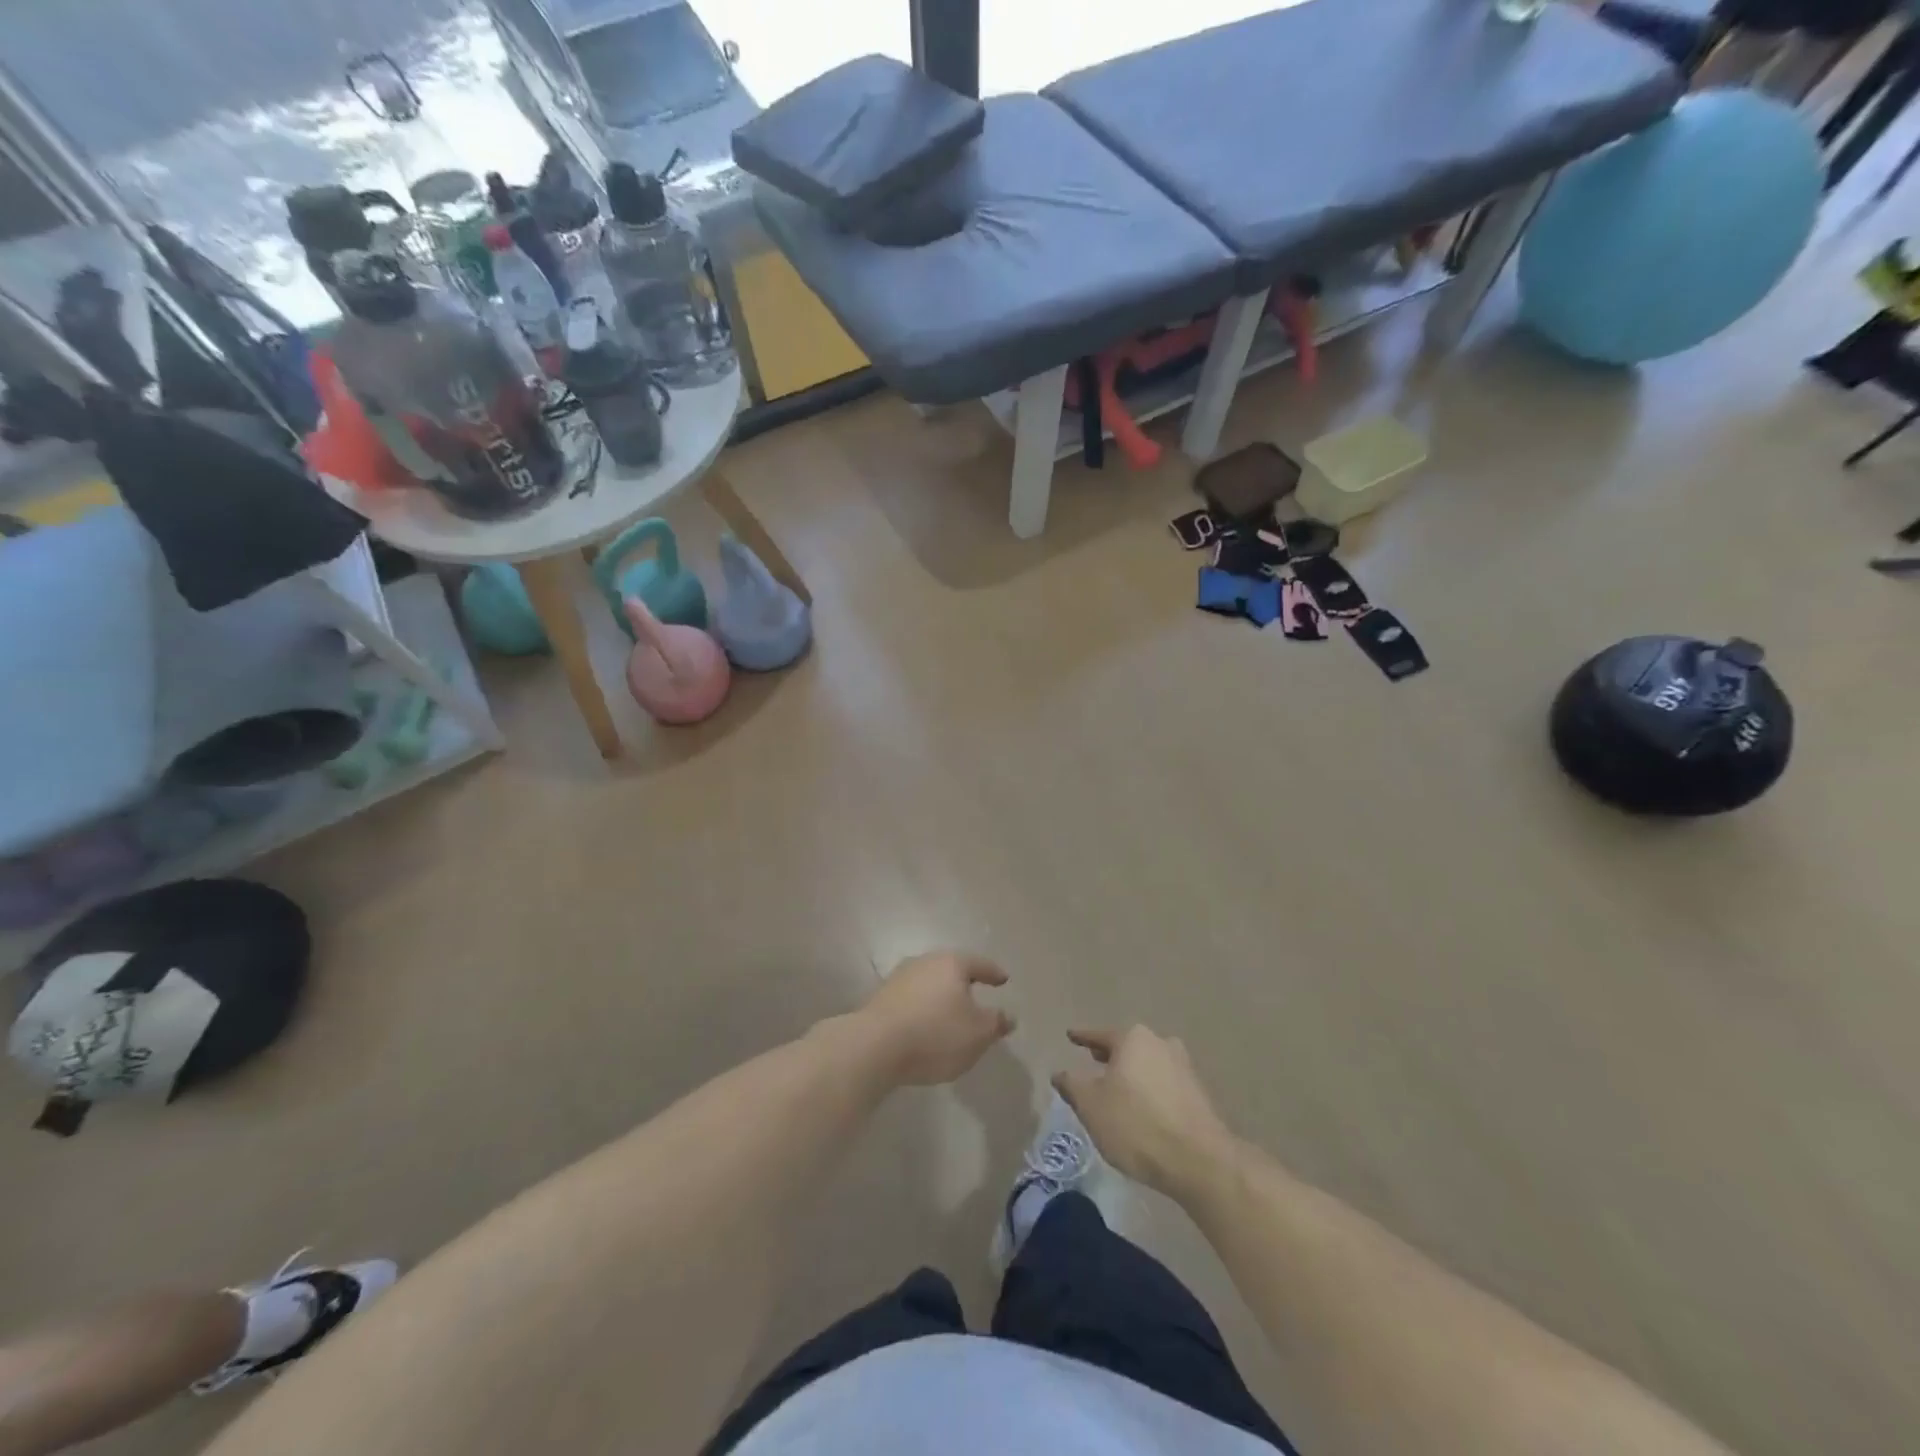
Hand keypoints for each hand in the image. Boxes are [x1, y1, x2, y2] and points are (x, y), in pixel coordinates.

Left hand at [859, 953, 1014, 1085]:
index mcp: (951, 963)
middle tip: (977, 995)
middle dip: (964, 983)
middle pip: (951, 969)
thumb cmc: (935, 1034)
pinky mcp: (881, 998)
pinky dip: (923, 1008)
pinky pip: (912, 999)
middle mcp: (924, 962)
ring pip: (929, 983)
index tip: (1003, 979)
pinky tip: (926, 1025)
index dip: (993, 973)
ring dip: (941, 996)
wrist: (874, 1046)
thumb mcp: (977, 1033)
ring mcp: (899, 978)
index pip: (979, 964)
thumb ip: (996, 1023)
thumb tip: (1008, 1016)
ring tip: (951, 1014)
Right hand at [1054, 1026, 1238, 1199]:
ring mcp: (1183, 1067)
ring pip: (1147, 1065)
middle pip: (1127, 1047)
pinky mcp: (1198, 1094)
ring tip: (1116, 1089)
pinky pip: (1163, 1084)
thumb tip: (1060, 1073)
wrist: (1200, 1161)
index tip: (1071, 1036)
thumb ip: (1072, 1085)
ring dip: (1131, 1074)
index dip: (1082, 1038)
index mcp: (1133, 1039)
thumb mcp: (1090, 1106)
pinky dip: (1149, 1090)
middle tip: (1093, 1060)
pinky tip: (1142, 1109)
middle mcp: (1160, 1043)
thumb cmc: (1137, 1125)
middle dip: (1110, 1055)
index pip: (1100, 1035)